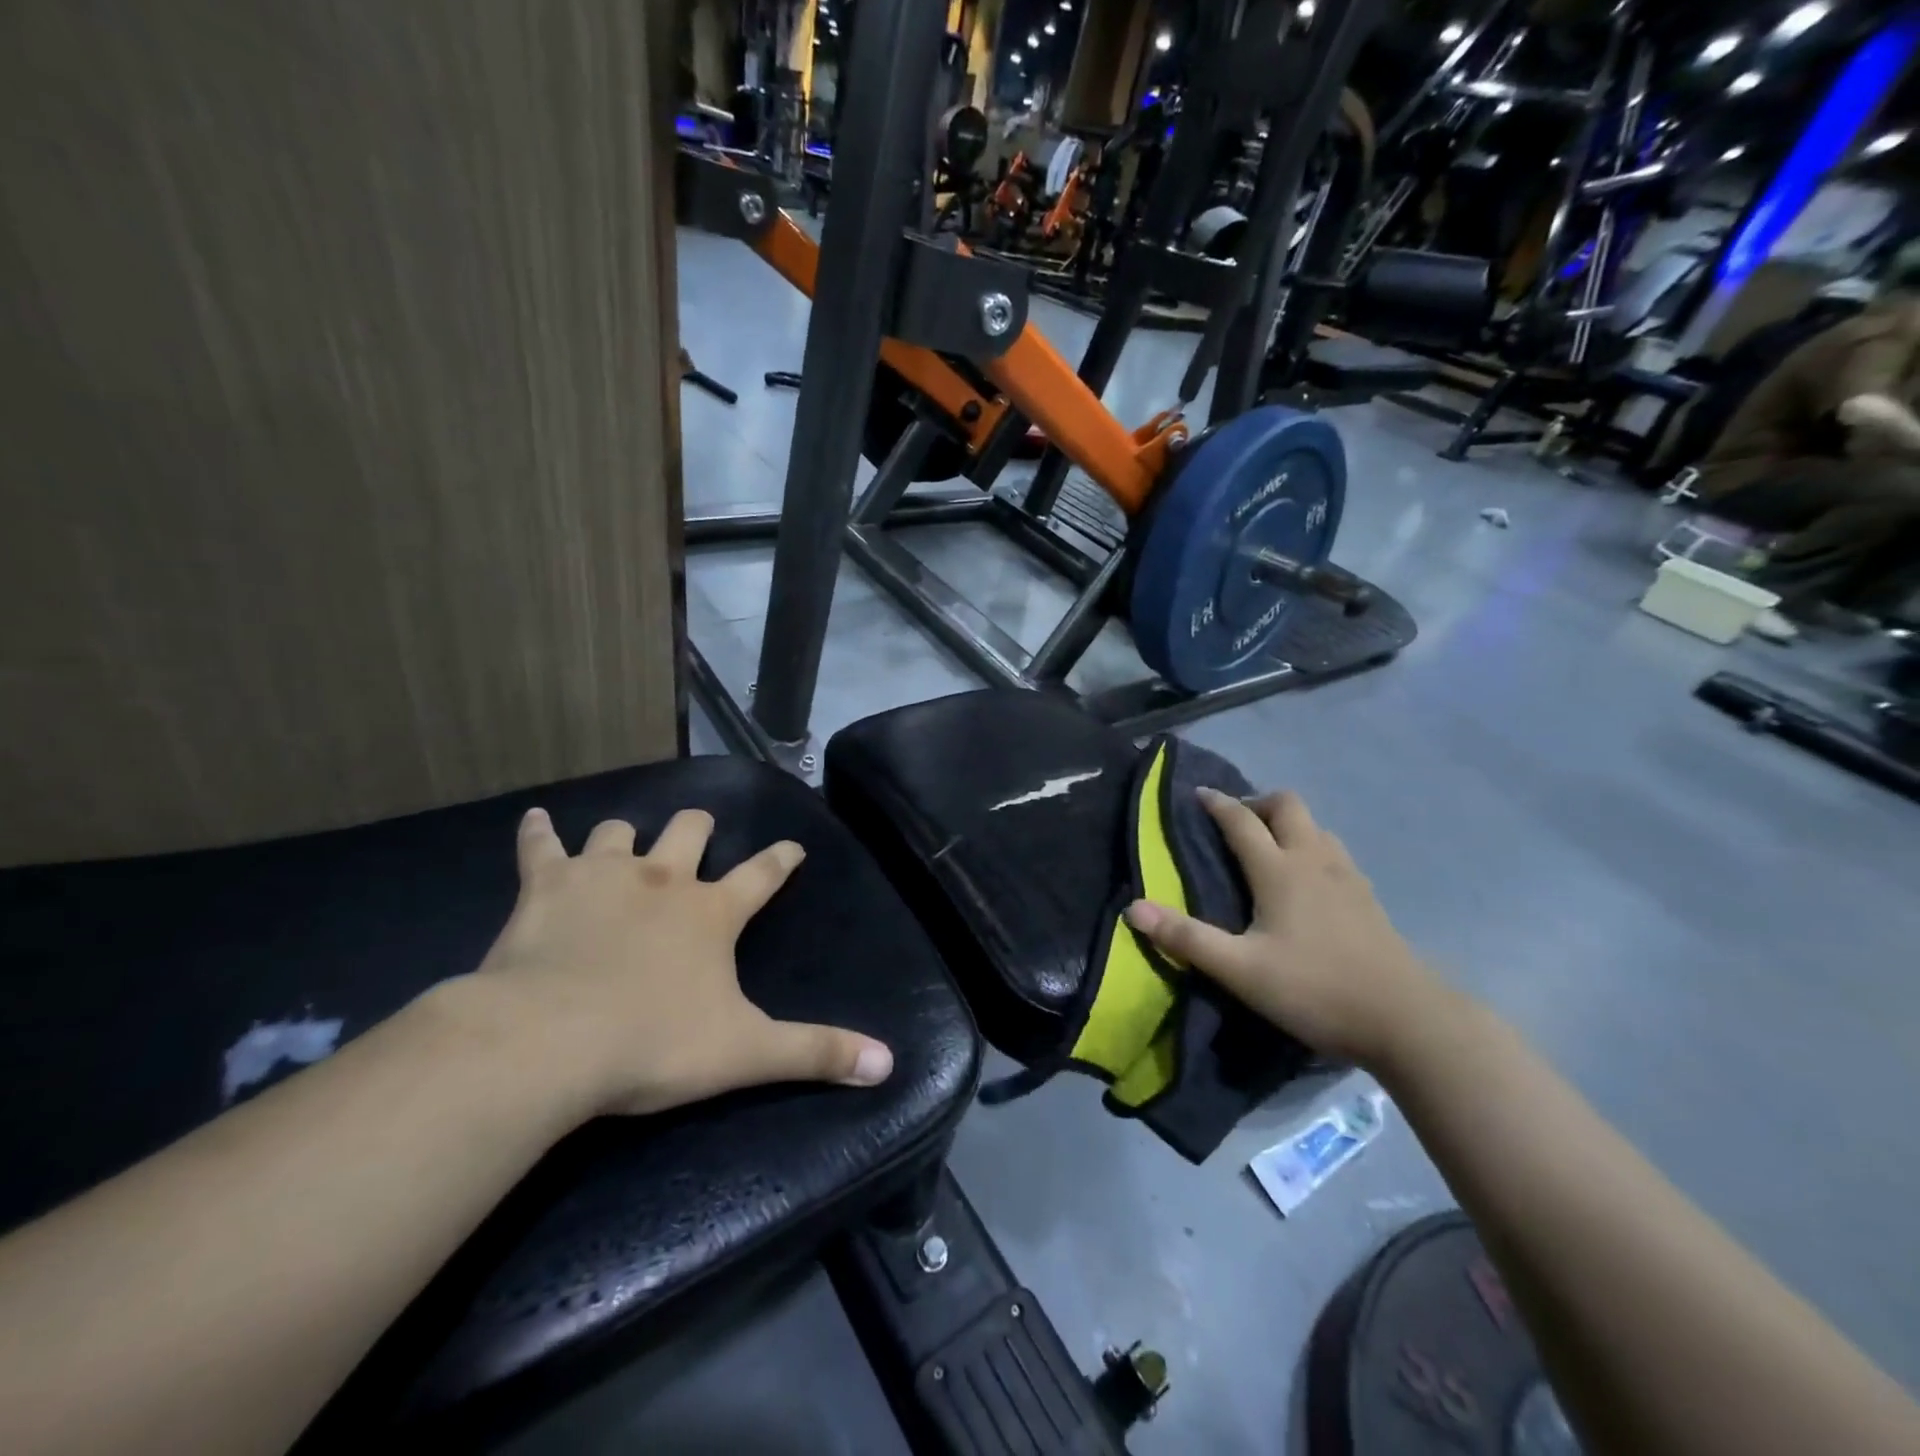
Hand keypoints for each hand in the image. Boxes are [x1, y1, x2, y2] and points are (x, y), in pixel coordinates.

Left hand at [469, 807, 893, 1117]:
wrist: (548, 1041)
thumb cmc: (653, 1043)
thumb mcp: (746, 1053)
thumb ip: (816, 1052)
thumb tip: (887, 1063)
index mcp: (712, 912)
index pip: (762, 875)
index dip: (781, 860)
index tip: (794, 846)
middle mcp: (663, 879)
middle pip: (690, 831)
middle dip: (698, 828)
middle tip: (699, 833)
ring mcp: (603, 876)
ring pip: (620, 833)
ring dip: (625, 836)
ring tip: (625, 842)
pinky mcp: (547, 887)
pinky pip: (541, 846)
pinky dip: (539, 832)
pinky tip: (536, 820)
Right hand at [1124, 789, 1446, 1067]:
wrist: (1406, 1019)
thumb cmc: (1316, 988)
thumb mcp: (1241, 970)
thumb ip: (1186, 938)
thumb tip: (1133, 908)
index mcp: (1280, 869)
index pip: (1241, 820)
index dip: (1216, 803)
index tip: (1197, 794)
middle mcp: (1314, 860)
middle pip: (1287, 806)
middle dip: (1257, 803)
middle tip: (1234, 825)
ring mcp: (1347, 876)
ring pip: (1315, 826)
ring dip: (1287, 824)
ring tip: (1267, 848)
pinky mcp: (1368, 898)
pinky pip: (1333, 851)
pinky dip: (1311, 847)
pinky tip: (1307, 882)